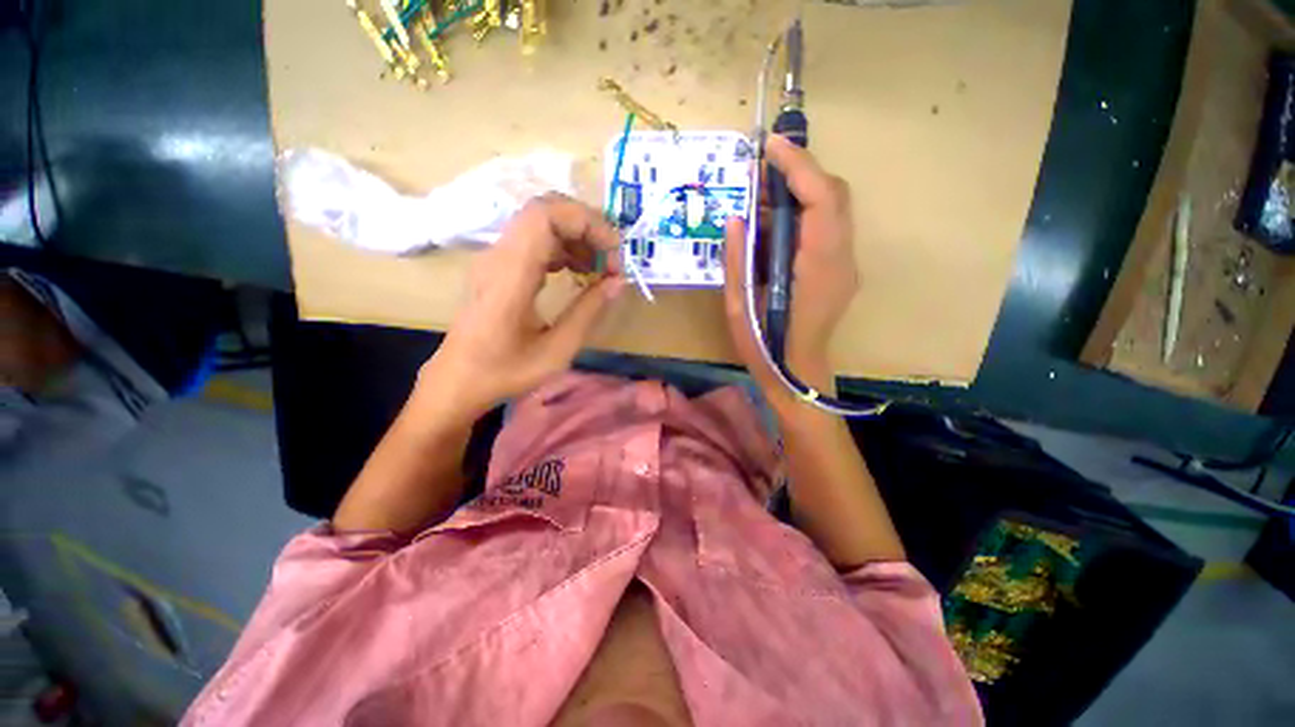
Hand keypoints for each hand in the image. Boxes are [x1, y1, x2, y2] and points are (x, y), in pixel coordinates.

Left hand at [422, 194, 625, 420]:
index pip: (545, 215)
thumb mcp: (557, 350)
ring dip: (576, 237)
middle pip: (545, 211)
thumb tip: (618, 281)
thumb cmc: (505, 372)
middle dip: (587, 227)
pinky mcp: (497, 267)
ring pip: (540, 223)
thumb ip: (589, 311)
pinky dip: (562, 248)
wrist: (457, 381)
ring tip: (600, 268)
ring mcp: (495, 259)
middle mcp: (498, 256)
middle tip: (612, 258)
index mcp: (510, 275)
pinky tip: (578, 272)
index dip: (586, 222)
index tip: (614, 252)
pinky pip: (533, 241)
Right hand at [723, 135, 858, 406]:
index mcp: (817, 266)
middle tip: (762, 173)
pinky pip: (828, 229)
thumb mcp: (739, 304)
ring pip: (834, 210)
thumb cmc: (765, 345)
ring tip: (763, 203)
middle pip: (834, 195)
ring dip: (800, 195)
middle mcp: (841, 259)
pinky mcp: (841, 271)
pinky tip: (775, 231)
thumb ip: (737, 259)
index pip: (820, 198)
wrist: (797, 375)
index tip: (771, 146)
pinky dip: (803, 217)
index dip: (798, 166)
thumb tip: (736, 218)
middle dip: (801, 174)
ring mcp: (846, 265)